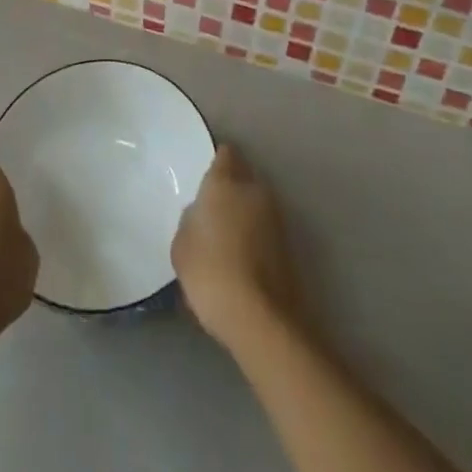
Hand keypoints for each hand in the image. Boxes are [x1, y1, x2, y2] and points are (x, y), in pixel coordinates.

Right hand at [171, 144, 301, 348]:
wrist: (260, 318)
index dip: (217, 162)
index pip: (225, 154)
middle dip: (232, 187)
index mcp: (225, 182)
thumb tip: (201, 214)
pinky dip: (256, 237)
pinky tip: (242, 258)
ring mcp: (277, 217)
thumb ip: (190, 220)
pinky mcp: (289, 245)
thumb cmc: (210, 272)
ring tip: (227, 237)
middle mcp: (255, 190)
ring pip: (257, 203)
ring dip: (246, 212)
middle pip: (244, 176)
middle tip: (213, 208)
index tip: (206, 178)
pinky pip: (266, 229)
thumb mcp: (182, 246)